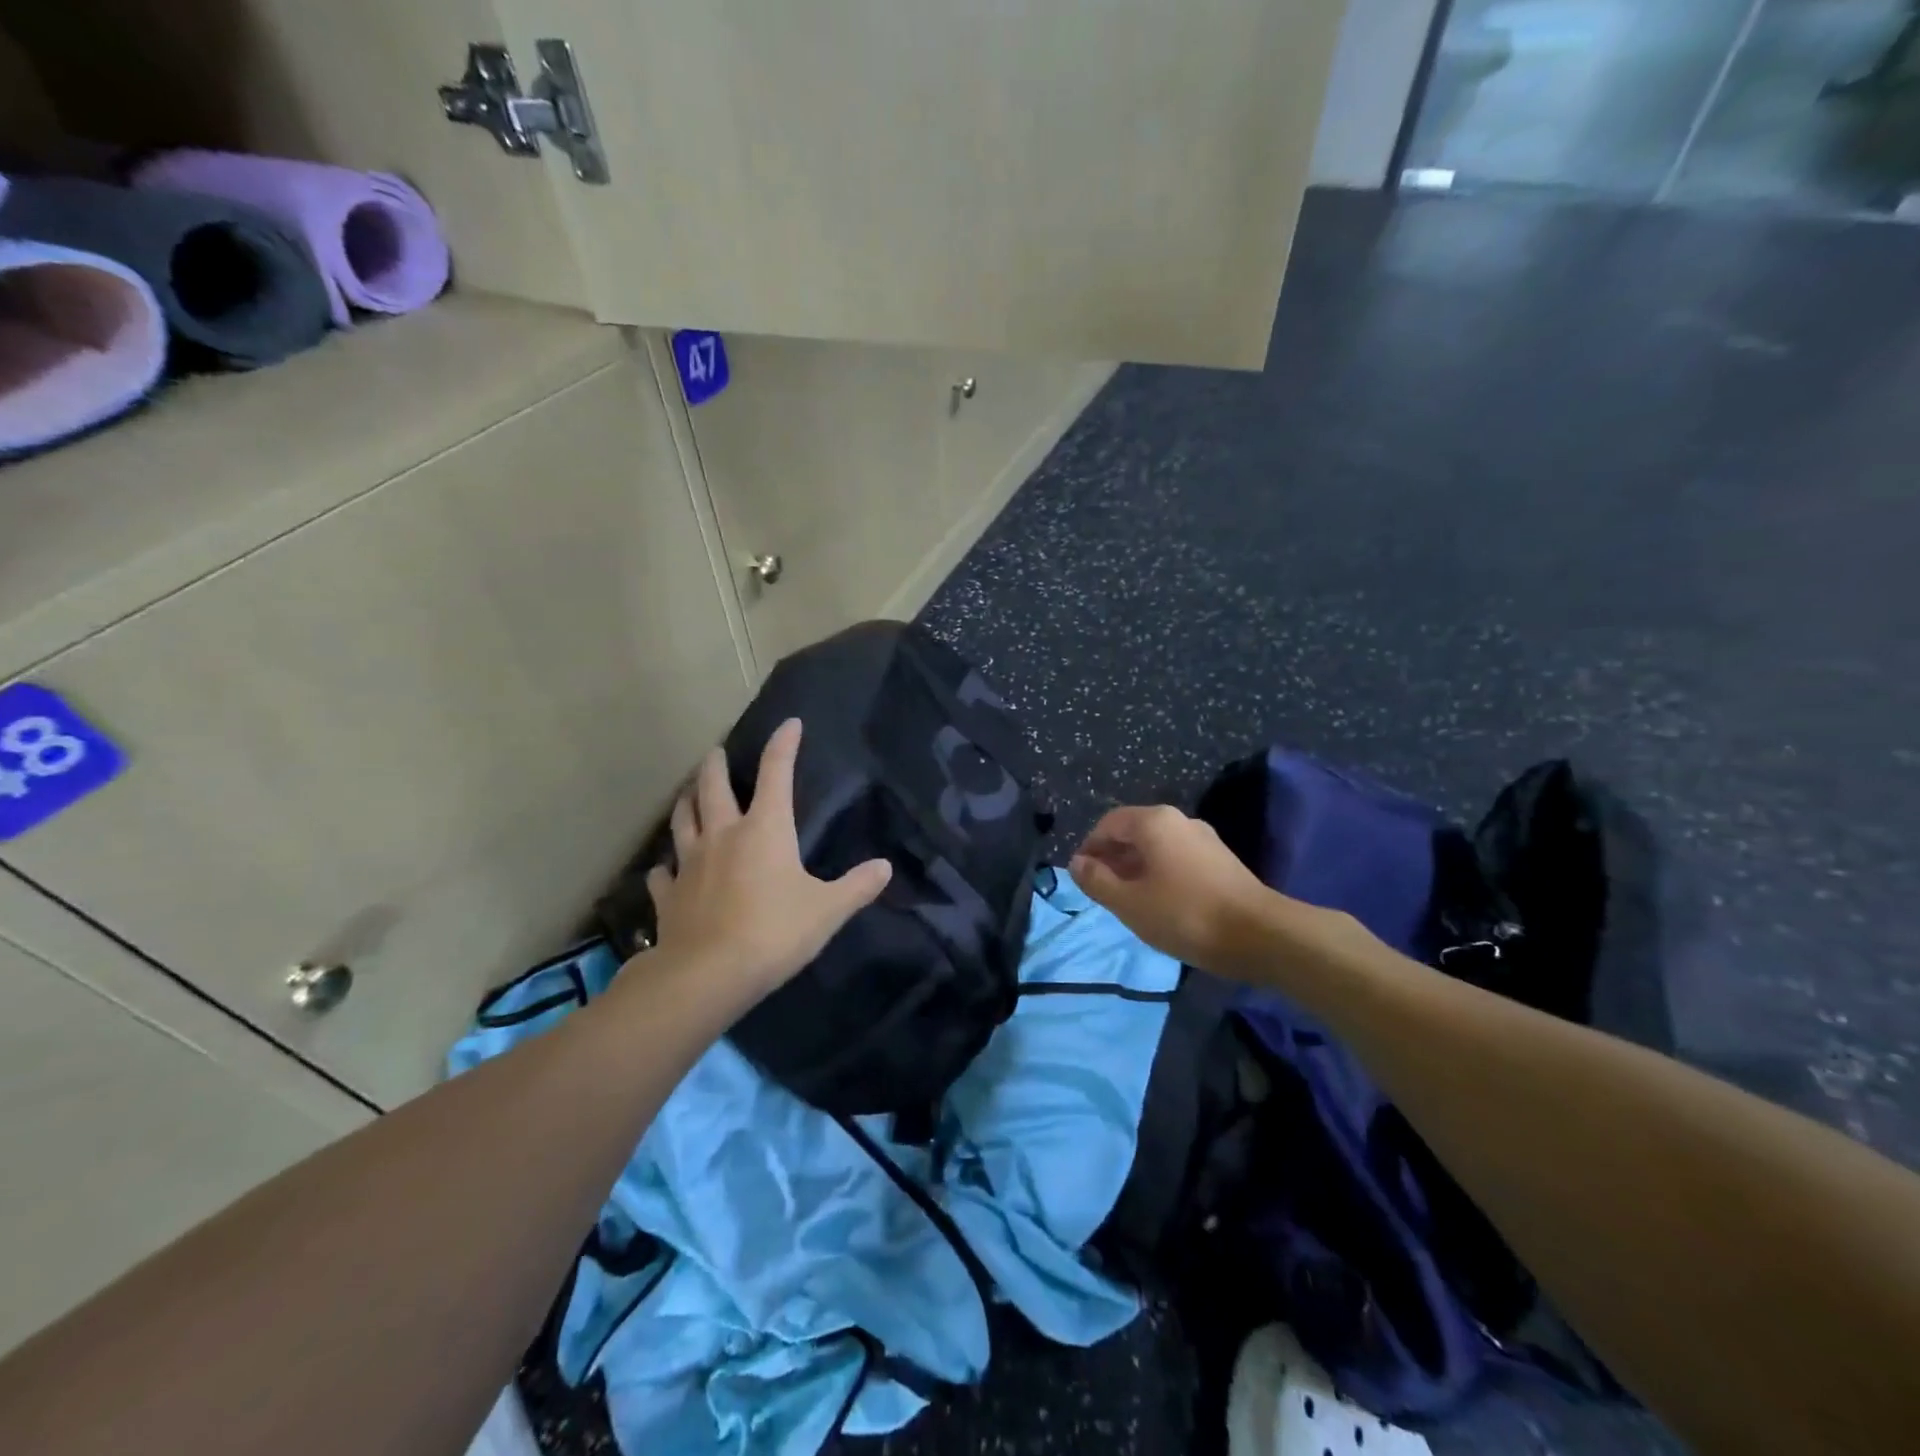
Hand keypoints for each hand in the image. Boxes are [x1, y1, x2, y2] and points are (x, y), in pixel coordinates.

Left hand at [644, 719, 891, 1000]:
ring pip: (682, 819)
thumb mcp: (827, 910)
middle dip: (715, 764)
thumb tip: (884, 867)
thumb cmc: (774, 932)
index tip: (790, 725)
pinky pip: (663, 873)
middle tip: (716, 751)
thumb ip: (857, 886)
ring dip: (686, 801)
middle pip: (712, 787)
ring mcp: (690, 863)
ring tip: (688, 792)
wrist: (708, 974)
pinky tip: (666, 869)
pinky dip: (666, 866)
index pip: (776, 773)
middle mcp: (723, 835)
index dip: (784, 745)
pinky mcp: (668, 895)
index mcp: (765, 829)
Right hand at [1069, 804, 1275, 971]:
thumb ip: (1097, 881)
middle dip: (1112, 859)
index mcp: (1154, 822)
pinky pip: (1177, 859)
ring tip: (1127, 901)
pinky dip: (1159, 875)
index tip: (1081, 877)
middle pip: (1133, 832)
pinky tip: (1159, 904)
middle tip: (1101, 892)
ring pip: (1156, 847)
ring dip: (1135, 869)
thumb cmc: (1185, 914)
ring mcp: (1204, 839)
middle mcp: (1179, 821)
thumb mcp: (1129, 902)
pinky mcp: (1221, 861)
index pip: (1108, 823)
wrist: (1260, 935)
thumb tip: (1077, 863)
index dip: (1089, 847)